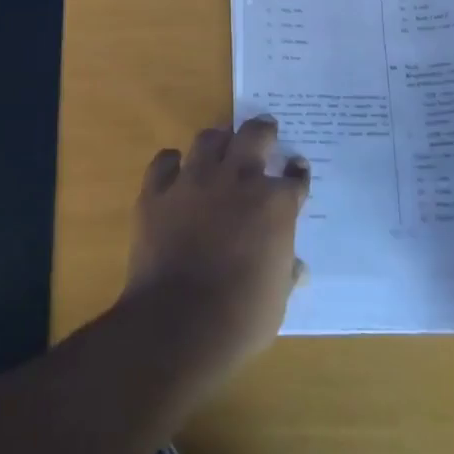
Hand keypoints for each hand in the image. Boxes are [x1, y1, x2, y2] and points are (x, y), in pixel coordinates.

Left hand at [124, 118, 310, 375]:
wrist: (178, 324)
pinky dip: (172, 163)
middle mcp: (236, 180)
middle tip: (265, 130)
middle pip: (254, 136)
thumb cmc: (240, 317)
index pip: (294, 178)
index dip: (297, 174)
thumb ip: (286, 273)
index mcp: (274, 205)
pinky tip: (176, 170)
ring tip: (222, 145)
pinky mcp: (157, 191)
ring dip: (219, 140)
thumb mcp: (277, 299)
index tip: (296, 170)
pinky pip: (165, 161)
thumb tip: (296, 267)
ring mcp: (194, 181)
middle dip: (263, 130)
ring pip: (209, 139)